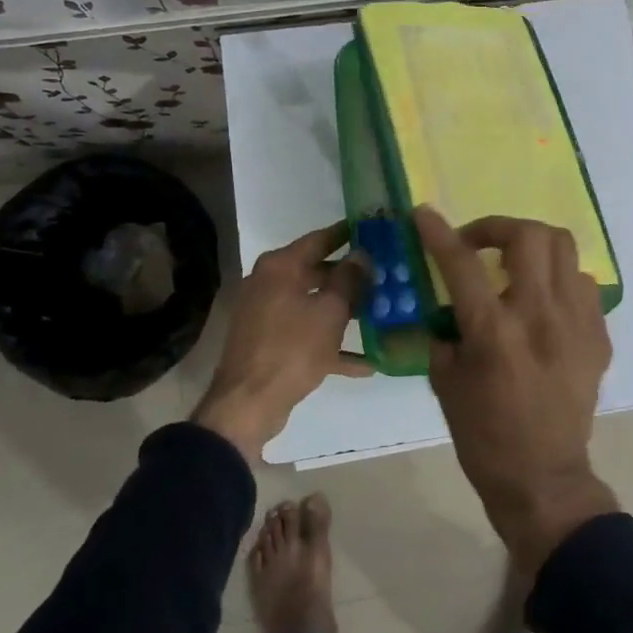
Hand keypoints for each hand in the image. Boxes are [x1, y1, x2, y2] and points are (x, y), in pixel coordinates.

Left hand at [193, 221, 371, 461]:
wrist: (248, 404)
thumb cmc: (292, 349)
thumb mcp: (330, 312)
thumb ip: (349, 280)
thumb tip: (361, 255)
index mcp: (280, 267)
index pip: (319, 239)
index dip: (346, 233)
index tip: (372, 228)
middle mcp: (270, 283)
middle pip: (317, 272)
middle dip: (351, 277)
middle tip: (385, 274)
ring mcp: (267, 314)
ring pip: (314, 304)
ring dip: (345, 311)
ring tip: (381, 313)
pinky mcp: (270, 343)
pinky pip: (306, 335)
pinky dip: (331, 344)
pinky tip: (366, 363)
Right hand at [414, 206, 619, 572]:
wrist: (544, 478)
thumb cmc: (484, 436)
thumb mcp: (445, 383)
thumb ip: (443, 332)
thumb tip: (445, 303)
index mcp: (495, 331)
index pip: (463, 264)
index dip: (439, 233)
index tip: (424, 213)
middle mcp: (541, 316)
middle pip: (529, 236)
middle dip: (497, 227)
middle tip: (478, 244)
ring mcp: (577, 324)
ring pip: (564, 250)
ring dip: (532, 247)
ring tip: (514, 267)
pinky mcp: (598, 337)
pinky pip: (581, 285)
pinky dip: (557, 281)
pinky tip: (543, 302)